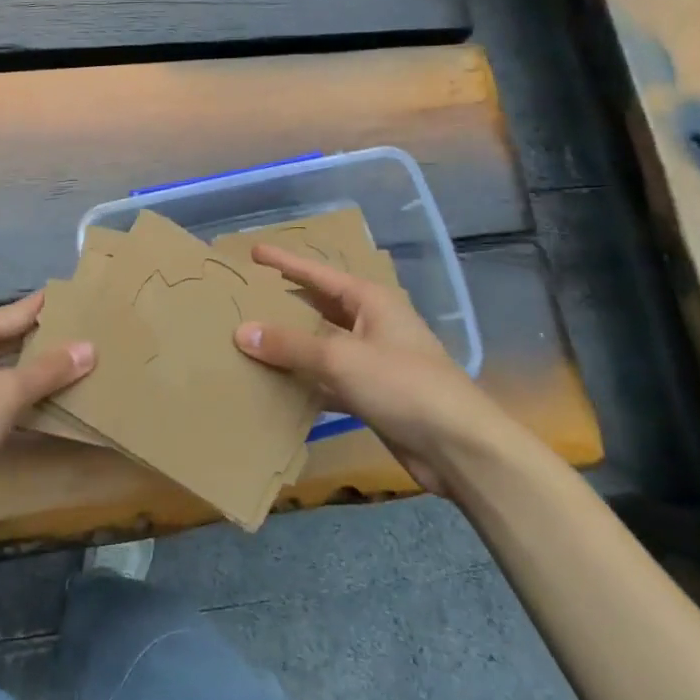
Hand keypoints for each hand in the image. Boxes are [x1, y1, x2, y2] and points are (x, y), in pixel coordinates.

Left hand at [0, 291, 94, 506]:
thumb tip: (90, 347)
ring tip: (85, 365)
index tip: (93, 302)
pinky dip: (22, 392)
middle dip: (50, 340)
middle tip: (98, 337)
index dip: (55, 309)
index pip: (20, 311)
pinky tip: (51, 399)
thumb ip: (48, 370)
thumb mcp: (4, 395)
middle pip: (12, 336)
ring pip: (6, 365)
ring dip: (38, 369)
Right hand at [232, 244, 510, 492]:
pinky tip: (274, 386)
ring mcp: (373, 361)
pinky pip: (327, 380)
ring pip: (321, 345)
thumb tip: (242, 331)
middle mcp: (372, 324)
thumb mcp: (341, 359)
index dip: (284, 262)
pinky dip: (304, 381)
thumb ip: (290, 345)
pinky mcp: (371, 395)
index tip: (253, 252)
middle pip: (319, 307)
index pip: (318, 273)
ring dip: (291, 345)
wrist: (458, 447)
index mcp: (371, 301)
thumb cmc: (403, 385)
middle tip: (245, 296)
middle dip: (284, 302)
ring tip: (249, 339)